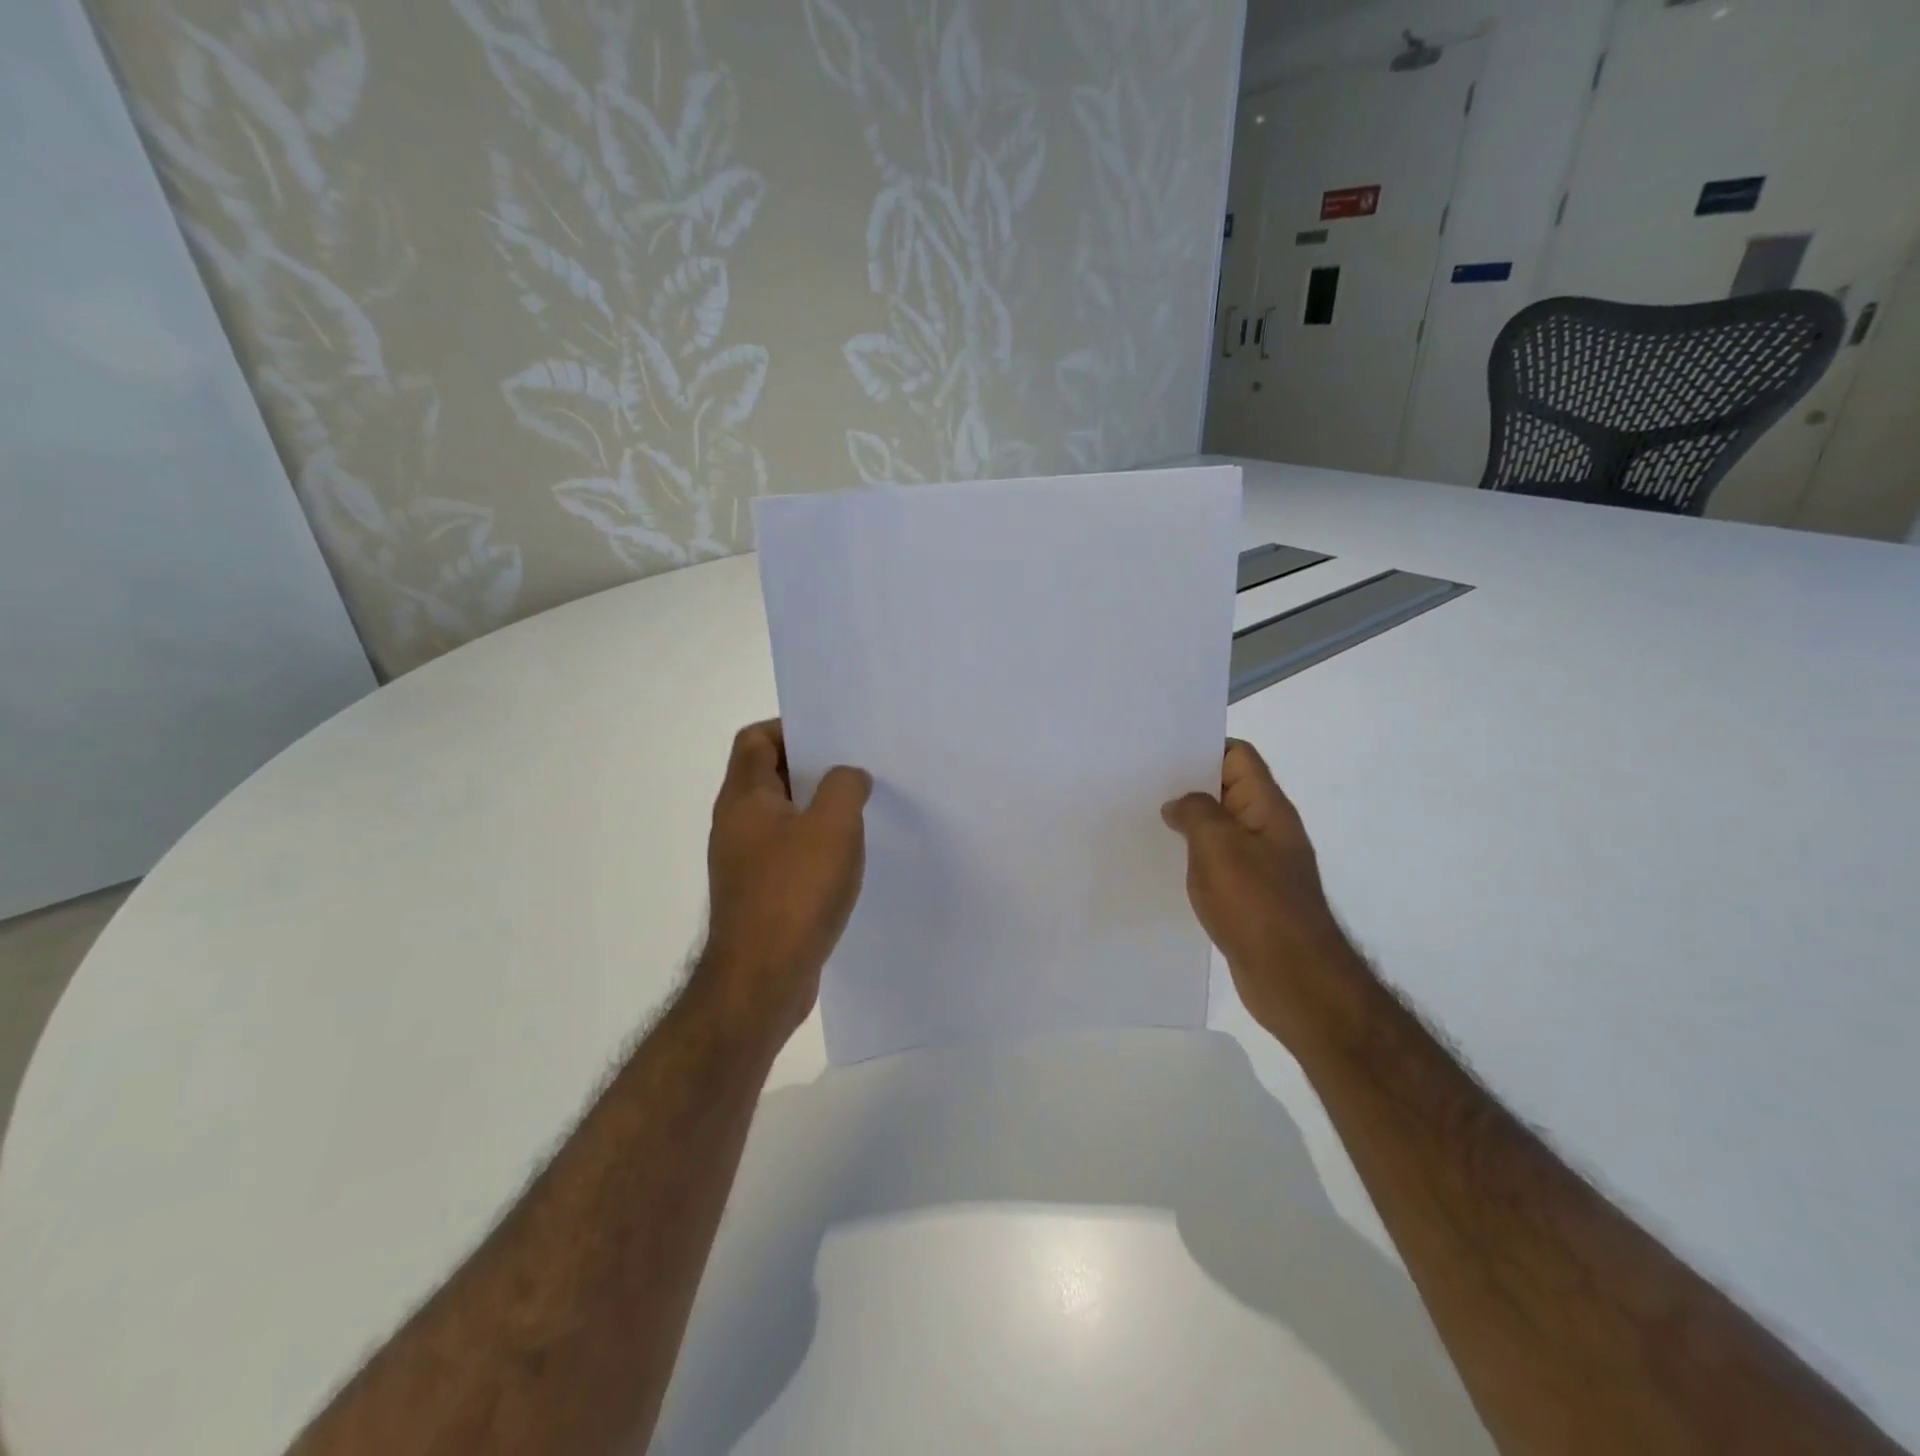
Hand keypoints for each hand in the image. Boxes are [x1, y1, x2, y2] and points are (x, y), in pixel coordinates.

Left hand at [699, 720, 871, 1042]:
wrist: (761, 980)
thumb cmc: (795, 893)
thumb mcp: (832, 827)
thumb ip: (845, 787)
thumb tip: (850, 776)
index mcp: (744, 798)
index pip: (756, 739)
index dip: (792, 728)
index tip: (834, 737)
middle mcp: (737, 824)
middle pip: (770, 775)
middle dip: (813, 768)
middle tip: (857, 769)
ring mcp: (746, 862)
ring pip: (783, 817)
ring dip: (818, 809)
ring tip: (861, 810)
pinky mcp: (760, 893)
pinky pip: (789, 852)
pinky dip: (816, 846)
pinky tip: (848, 859)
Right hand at [1162, 741, 1357, 1043]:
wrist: (1293, 978)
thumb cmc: (1256, 904)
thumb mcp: (1218, 846)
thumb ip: (1196, 812)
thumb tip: (1179, 805)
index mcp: (1267, 808)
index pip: (1239, 756)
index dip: (1204, 746)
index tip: (1161, 752)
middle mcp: (1268, 829)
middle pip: (1227, 790)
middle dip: (1188, 785)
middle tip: (1141, 784)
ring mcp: (1261, 864)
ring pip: (1220, 829)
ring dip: (1188, 824)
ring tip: (1145, 820)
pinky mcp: (1251, 896)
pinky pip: (1218, 863)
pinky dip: (1194, 858)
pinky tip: (1165, 865)